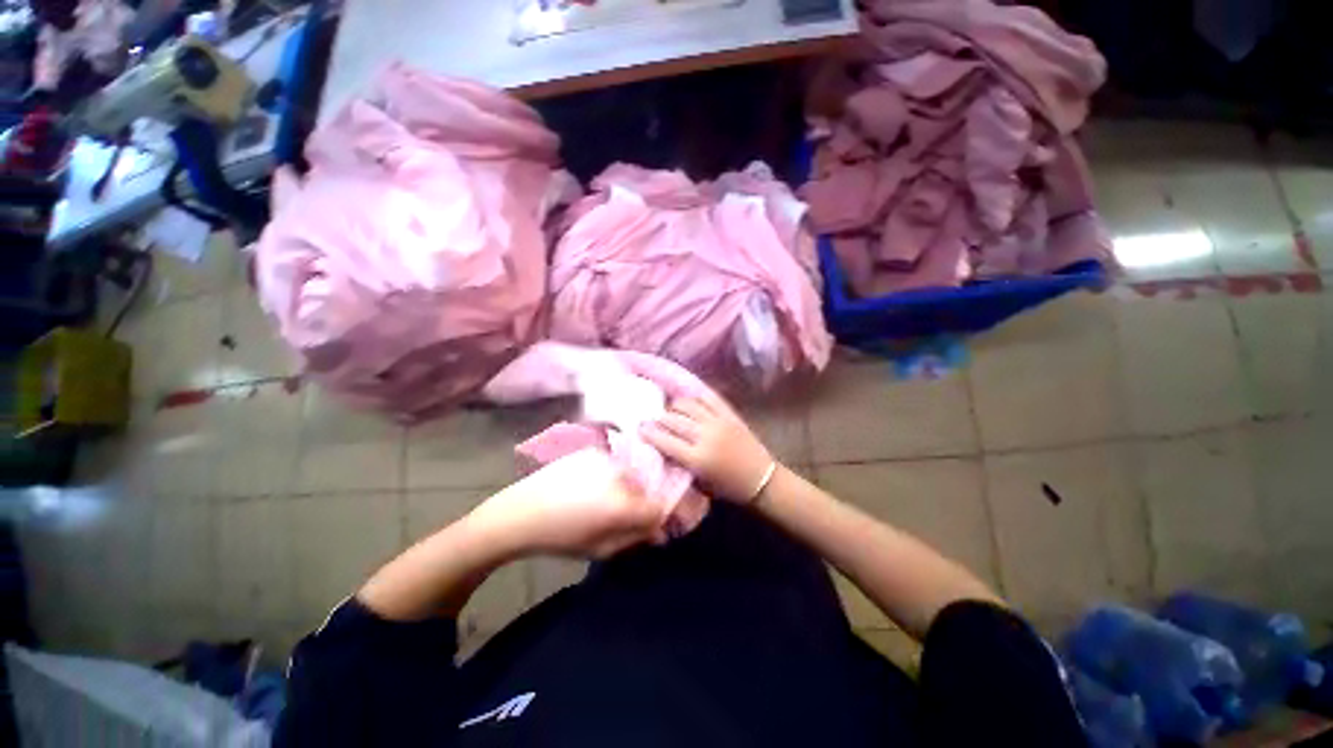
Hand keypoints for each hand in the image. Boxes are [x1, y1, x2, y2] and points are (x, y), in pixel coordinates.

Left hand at [472, 448, 666, 558]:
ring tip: (601, 500)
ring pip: (630, 474)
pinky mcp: (594, 451)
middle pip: (645, 488)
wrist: (522, 511)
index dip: (655, 519)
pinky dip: (610, 475)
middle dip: (639, 502)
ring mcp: (608, 458)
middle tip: (619, 516)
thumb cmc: (561, 537)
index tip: (646, 528)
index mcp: (624, 503)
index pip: (659, 508)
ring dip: (625, 487)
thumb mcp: (601, 549)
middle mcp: (622, 474)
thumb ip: (635, 539)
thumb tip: (659, 533)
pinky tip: (590, 486)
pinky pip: (614, 464)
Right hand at [641, 392, 774, 502]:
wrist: (761, 479)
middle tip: (651, 419)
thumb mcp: (699, 483)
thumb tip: (662, 446)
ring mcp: (719, 422)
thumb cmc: (728, 487)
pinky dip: (695, 396)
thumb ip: (680, 464)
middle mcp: (706, 436)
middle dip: (658, 418)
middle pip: (674, 420)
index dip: (649, 432)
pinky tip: (688, 400)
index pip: (665, 440)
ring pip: (688, 405)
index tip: (639, 428)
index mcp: (697, 459)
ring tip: (669, 410)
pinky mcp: (729, 414)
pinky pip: (709, 398)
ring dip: (674, 406)